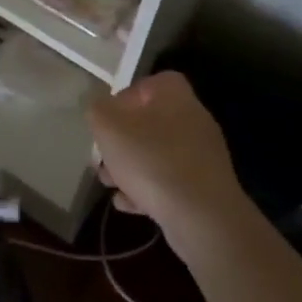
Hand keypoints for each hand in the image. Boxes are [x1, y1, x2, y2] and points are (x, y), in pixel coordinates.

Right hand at [88, 72, 249, 253]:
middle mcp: (193, 119)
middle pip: (149, 122)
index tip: (106, 120)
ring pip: (157, 154)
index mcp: (174, 96)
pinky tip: (127, 204)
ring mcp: (201, 155)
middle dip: (121, 141)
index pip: (148, 84)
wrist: (201, 217)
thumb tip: (99, 107)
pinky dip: (147, 190)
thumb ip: (97, 110)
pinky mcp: (204, 187)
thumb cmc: (151, 161)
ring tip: (109, 184)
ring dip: (130, 167)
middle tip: (102, 157)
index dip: (124, 98)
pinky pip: (169, 182)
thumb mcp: (110, 128)